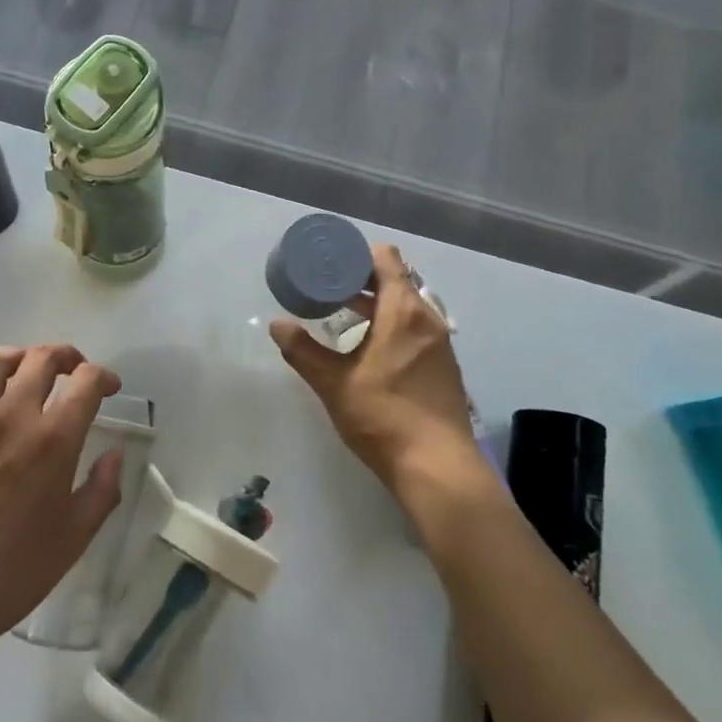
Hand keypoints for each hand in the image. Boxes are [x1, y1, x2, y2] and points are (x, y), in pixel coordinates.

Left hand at [0, 345, 124, 663]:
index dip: (104, 376)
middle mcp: (12, 416)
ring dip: (22, 356)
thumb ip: (102, 490)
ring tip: (31, 369)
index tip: (109, 388)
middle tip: (75, 372)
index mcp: (53, 441)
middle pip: (42, 359)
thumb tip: (115, 453)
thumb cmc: (10, 574)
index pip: (86, 381)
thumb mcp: (73, 539)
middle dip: (67, 357)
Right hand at [271, 243, 483, 495]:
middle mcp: (427, 319)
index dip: (358, 254)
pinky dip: (392, 325)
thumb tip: (277, 325)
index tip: (332, 262)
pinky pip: (415, 328)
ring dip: (377, 305)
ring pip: (406, 306)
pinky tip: (369, 346)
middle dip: (361, 280)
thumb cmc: (384, 416)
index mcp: (403, 311)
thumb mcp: (334, 383)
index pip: (386, 259)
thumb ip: (304, 351)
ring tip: (342, 314)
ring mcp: (439, 343)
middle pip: (396, 280)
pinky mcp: (443, 365)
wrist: (438, 467)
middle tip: (327, 287)